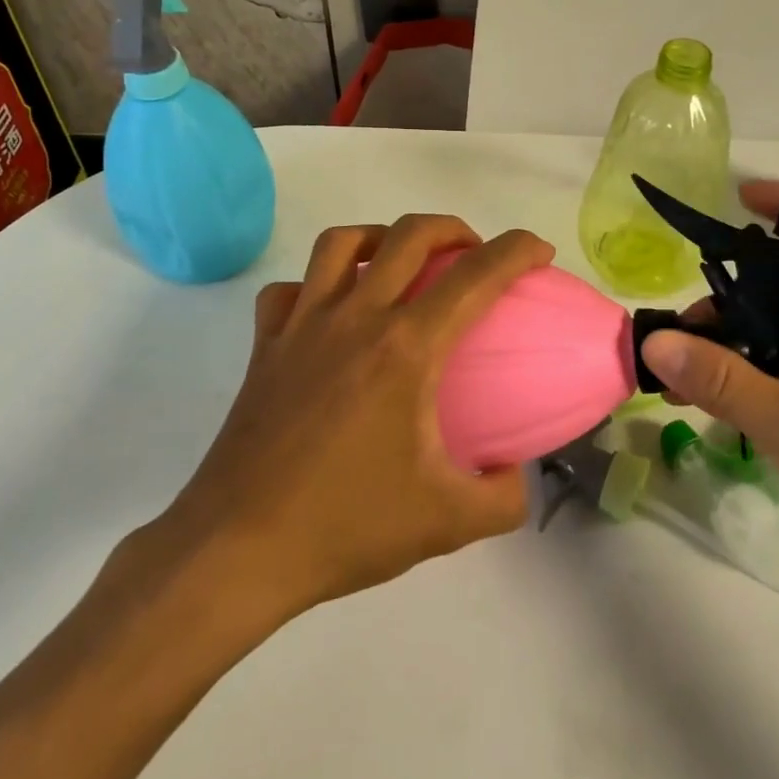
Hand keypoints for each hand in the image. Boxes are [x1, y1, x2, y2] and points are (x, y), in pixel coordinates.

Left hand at [150, 215, 553, 620]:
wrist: (239, 549)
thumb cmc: (345, 527)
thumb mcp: (447, 523)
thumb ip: (504, 498)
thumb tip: (517, 474)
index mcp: (407, 347)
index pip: (476, 275)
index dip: (517, 250)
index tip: (539, 251)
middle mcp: (356, 316)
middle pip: (411, 233)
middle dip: (455, 229)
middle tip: (474, 254)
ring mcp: (303, 323)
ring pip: (343, 242)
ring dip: (383, 237)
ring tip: (402, 262)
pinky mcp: (267, 343)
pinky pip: (291, 288)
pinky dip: (316, 283)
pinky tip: (331, 309)